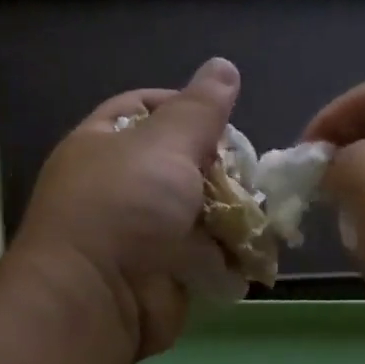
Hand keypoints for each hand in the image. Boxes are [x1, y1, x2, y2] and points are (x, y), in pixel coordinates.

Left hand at [16, 57, 238, 358]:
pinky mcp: (167, 274)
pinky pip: (207, 256)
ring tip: (262, 213)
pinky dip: (231, 255)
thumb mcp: (165, 144)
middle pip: (181, 162)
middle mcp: (121, 186)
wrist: (102, 297)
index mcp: (105, 144)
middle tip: (249, 173)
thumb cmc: (126, 207)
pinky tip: (254, 250)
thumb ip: (201, 109)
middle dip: (219, 168)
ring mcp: (144, 234)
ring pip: (200, 212)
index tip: (224, 120)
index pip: (145, 108)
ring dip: (233, 215)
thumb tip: (224, 66)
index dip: (185, 107)